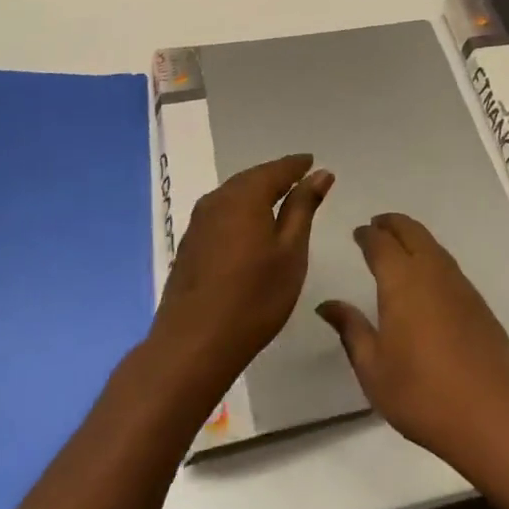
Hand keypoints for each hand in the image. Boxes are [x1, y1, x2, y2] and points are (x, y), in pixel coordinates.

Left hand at [150, 154, 333, 399]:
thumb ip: (303, 207)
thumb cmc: (254, 298)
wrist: (193, 345)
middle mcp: (217, 201)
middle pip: (251, 179)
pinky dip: (241, 211)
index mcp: (244, 197)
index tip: (313, 162)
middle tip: (300, 178)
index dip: (296, 165)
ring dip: (256, 194)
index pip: (276, 170)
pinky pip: (221, 213)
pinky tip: (250, 227)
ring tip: (279, 201)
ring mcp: (198, 223)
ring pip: (233, 195)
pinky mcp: (189, 245)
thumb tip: (319, 173)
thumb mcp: (291, 251)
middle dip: (276, 176)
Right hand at [317, 213, 508, 471]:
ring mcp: (460, 285)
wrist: (494, 414)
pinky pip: (447, 263)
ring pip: (433, 245)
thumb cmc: (423, 394)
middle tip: (376, 225)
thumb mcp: (374, 369)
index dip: (367, 235)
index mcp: (402, 281)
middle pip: (411, 232)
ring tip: (397, 244)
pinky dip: (430, 255)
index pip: (381, 243)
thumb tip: (327, 305)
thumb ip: (351, 330)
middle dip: (392, 224)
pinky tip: (425, 274)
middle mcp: (432, 272)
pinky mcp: (478, 302)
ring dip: (413, 236)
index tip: (357, 232)